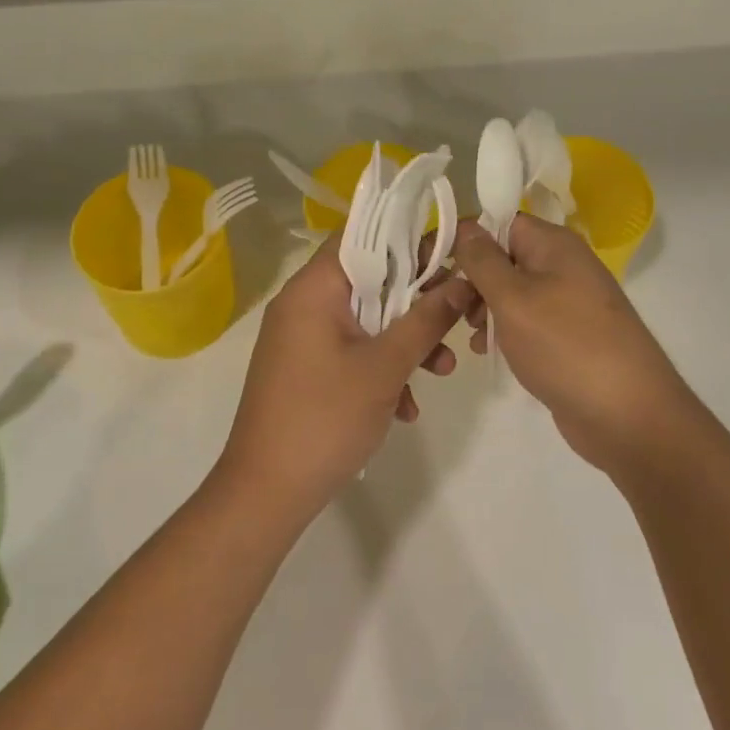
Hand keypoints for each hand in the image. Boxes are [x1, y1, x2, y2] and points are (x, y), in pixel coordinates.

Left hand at [217, 234, 471, 524]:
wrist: (265, 495)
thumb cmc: (325, 418)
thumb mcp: (385, 366)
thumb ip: (427, 319)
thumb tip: (464, 281)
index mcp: (313, 288)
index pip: (361, 235)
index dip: (407, 238)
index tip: (449, 253)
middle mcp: (304, 303)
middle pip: (370, 279)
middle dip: (417, 300)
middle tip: (458, 314)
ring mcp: (303, 337)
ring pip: (366, 319)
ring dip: (406, 340)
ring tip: (443, 370)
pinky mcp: (306, 368)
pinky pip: (352, 350)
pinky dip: (381, 367)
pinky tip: (406, 407)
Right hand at [452, 216, 696, 474]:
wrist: (629, 417)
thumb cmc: (566, 346)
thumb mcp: (514, 298)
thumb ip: (483, 259)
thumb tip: (465, 225)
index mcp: (553, 243)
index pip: (498, 221)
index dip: (463, 237)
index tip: (430, 263)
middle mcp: (561, 264)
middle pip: (502, 255)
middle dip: (470, 278)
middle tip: (445, 306)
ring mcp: (566, 301)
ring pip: (510, 290)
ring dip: (483, 307)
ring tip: (469, 334)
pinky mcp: (566, 335)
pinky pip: (525, 319)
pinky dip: (502, 330)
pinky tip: (485, 351)